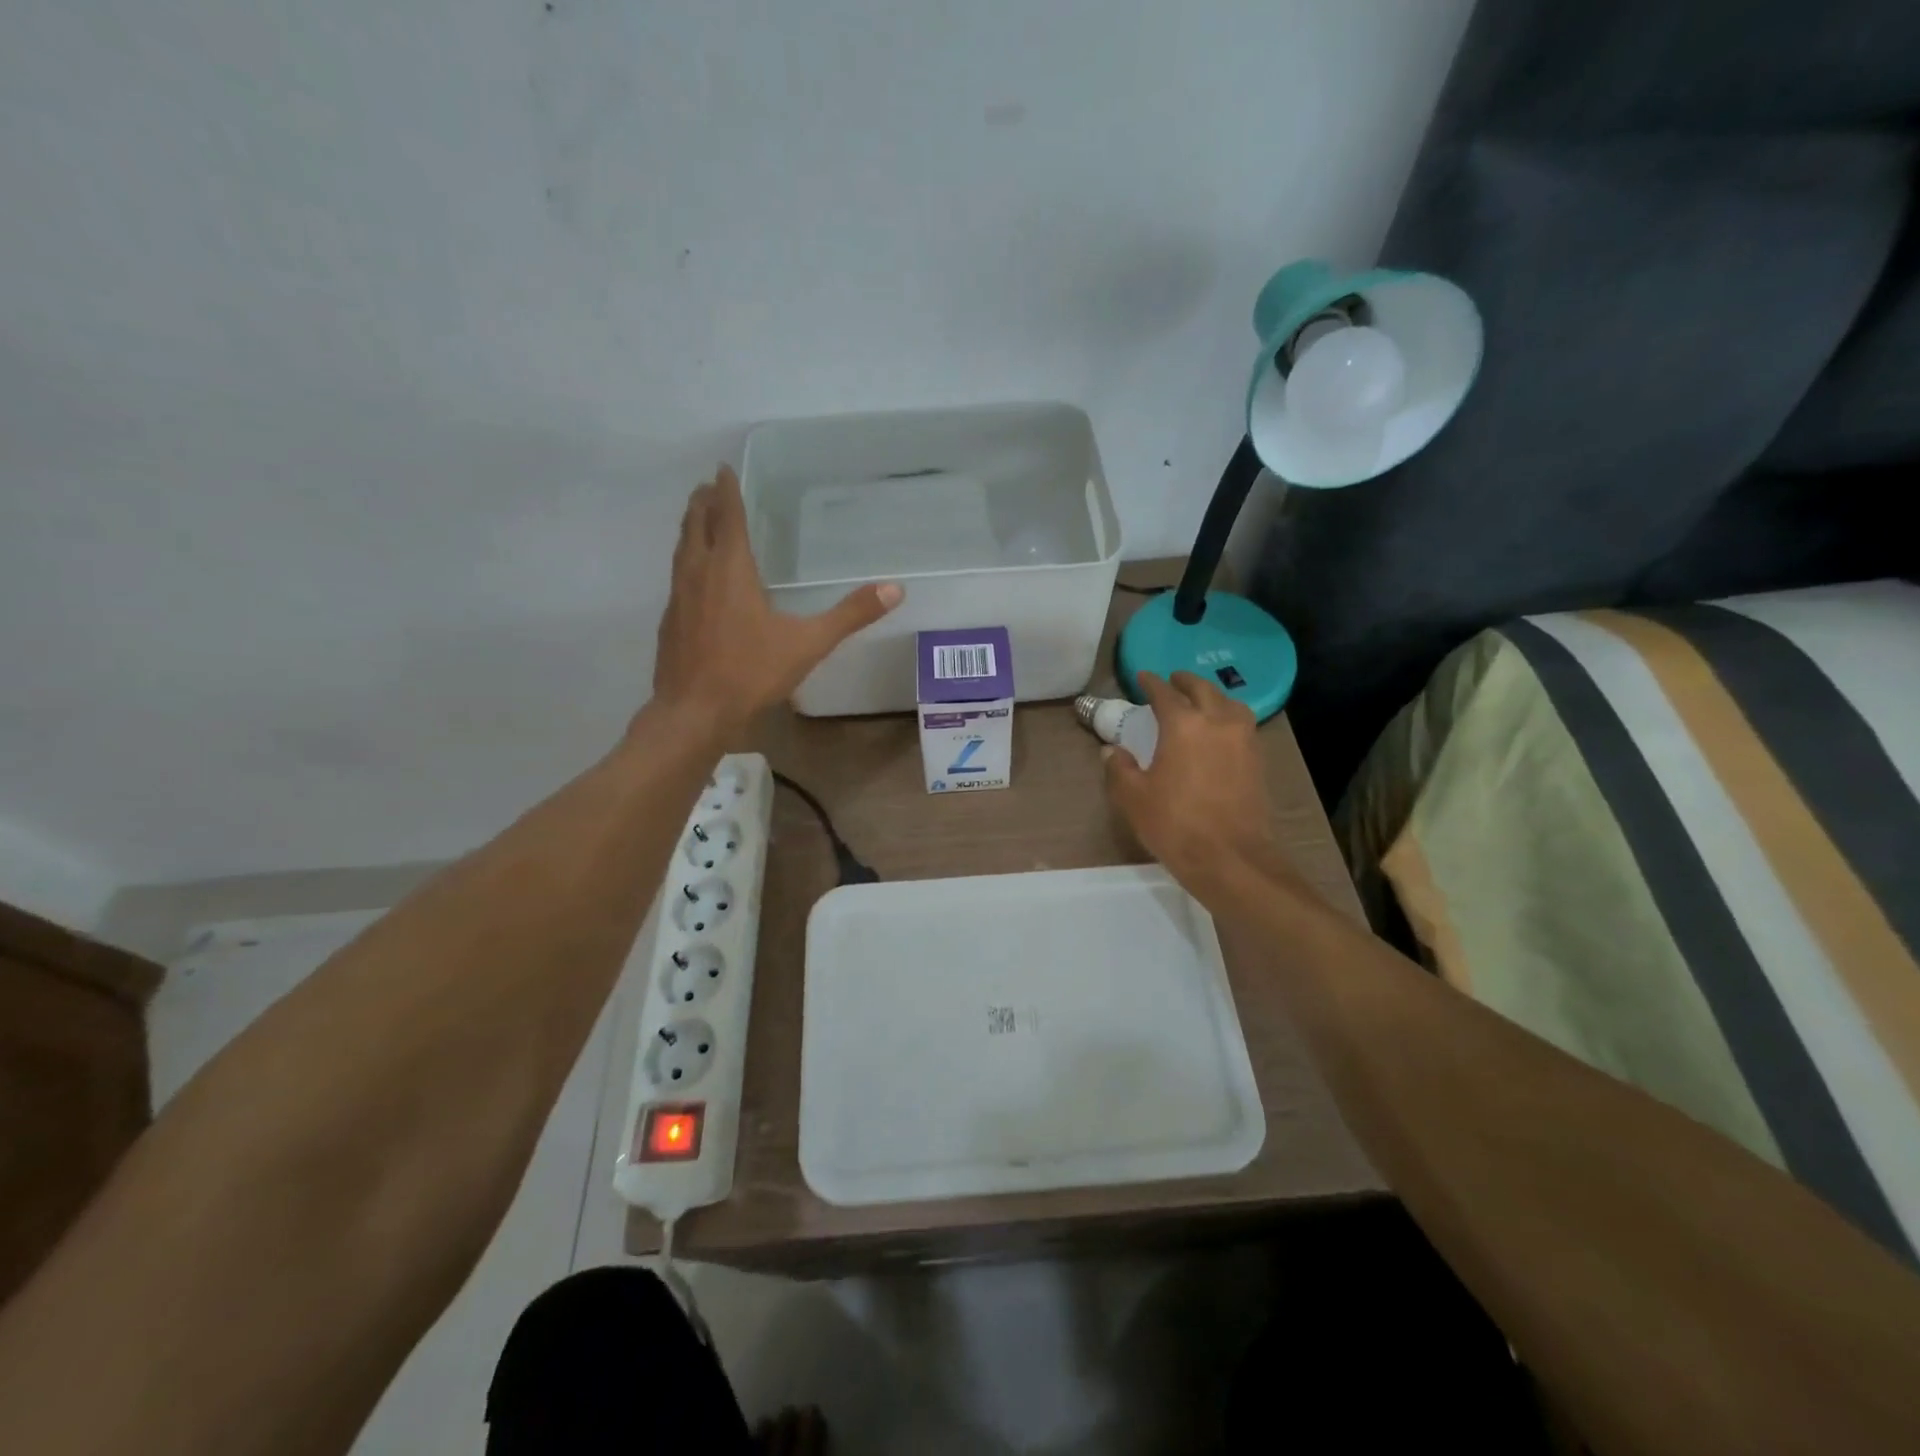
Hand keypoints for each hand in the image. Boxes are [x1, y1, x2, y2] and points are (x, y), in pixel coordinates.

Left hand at [651, 465, 901, 729]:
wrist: (693, 712)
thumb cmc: (750, 672)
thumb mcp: (808, 644)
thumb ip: (850, 615)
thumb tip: (895, 589)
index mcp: (731, 569)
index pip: (728, 517)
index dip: (727, 491)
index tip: (723, 469)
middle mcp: (699, 573)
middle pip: (696, 525)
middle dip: (703, 503)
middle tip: (709, 486)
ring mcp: (678, 596)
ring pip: (682, 548)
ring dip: (690, 528)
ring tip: (697, 518)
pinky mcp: (670, 620)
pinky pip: (678, 575)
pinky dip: (686, 560)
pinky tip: (695, 577)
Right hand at [1104, 671, 1274, 897]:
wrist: (1231, 859)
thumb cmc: (1176, 825)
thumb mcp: (1133, 798)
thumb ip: (1120, 769)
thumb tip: (1113, 751)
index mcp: (1184, 725)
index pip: (1165, 693)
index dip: (1151, 683)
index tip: (1143, 677)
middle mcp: (1217, 722)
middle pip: (1203, 690)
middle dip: (1185, 682)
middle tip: (1172, 680)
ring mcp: (1244, 740)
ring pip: (1229, 703)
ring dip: (1212, 696)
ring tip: (1200, 702)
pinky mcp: (1258, 760)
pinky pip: (1242, 725)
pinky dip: (1228, 717)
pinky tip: (1219, 731)